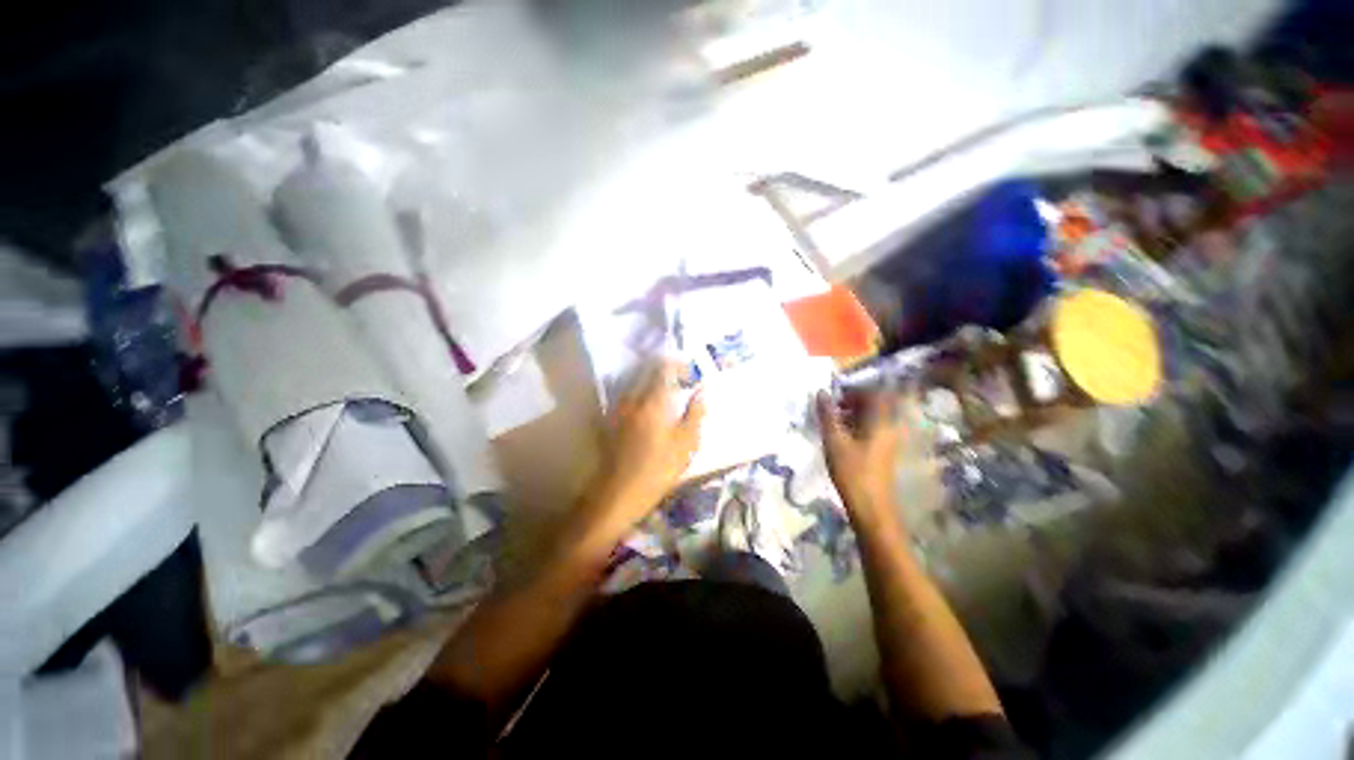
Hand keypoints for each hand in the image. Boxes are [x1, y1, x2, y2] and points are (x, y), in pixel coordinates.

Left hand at [588, 360, 705, 532]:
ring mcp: (619, 407)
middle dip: (663, 368)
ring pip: (634, 380)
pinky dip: (639, 392)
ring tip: (664, 391)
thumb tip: (703, 391)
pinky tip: (647, 406)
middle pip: (646, 369)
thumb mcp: (686, 443)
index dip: (678, 364)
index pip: (664, 367)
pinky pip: (626, 395)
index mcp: (654, 400)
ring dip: (650, 379)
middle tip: (678, 379)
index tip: (689, 372)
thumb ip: (695, 413)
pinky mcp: (611, 419)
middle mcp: (634, 398)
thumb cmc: (658, 469)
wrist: (619, 492)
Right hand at [816, 389, 902, 525]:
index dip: (855, 390)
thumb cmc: (852, 471)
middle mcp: (889, 427)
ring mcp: (888, 440)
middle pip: (876, 404)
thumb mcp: (834, 440)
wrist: (870, 506)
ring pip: (874, 417)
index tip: (835, 396)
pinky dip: (858, 426)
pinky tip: (842, 436)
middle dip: (854, 401)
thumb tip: (821, 392)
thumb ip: (827, 415)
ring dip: (855, 414)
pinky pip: (873, 429)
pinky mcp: (884, 452)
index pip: (875, 393)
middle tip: (833, 407)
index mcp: (881, 421)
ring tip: (834, 421)